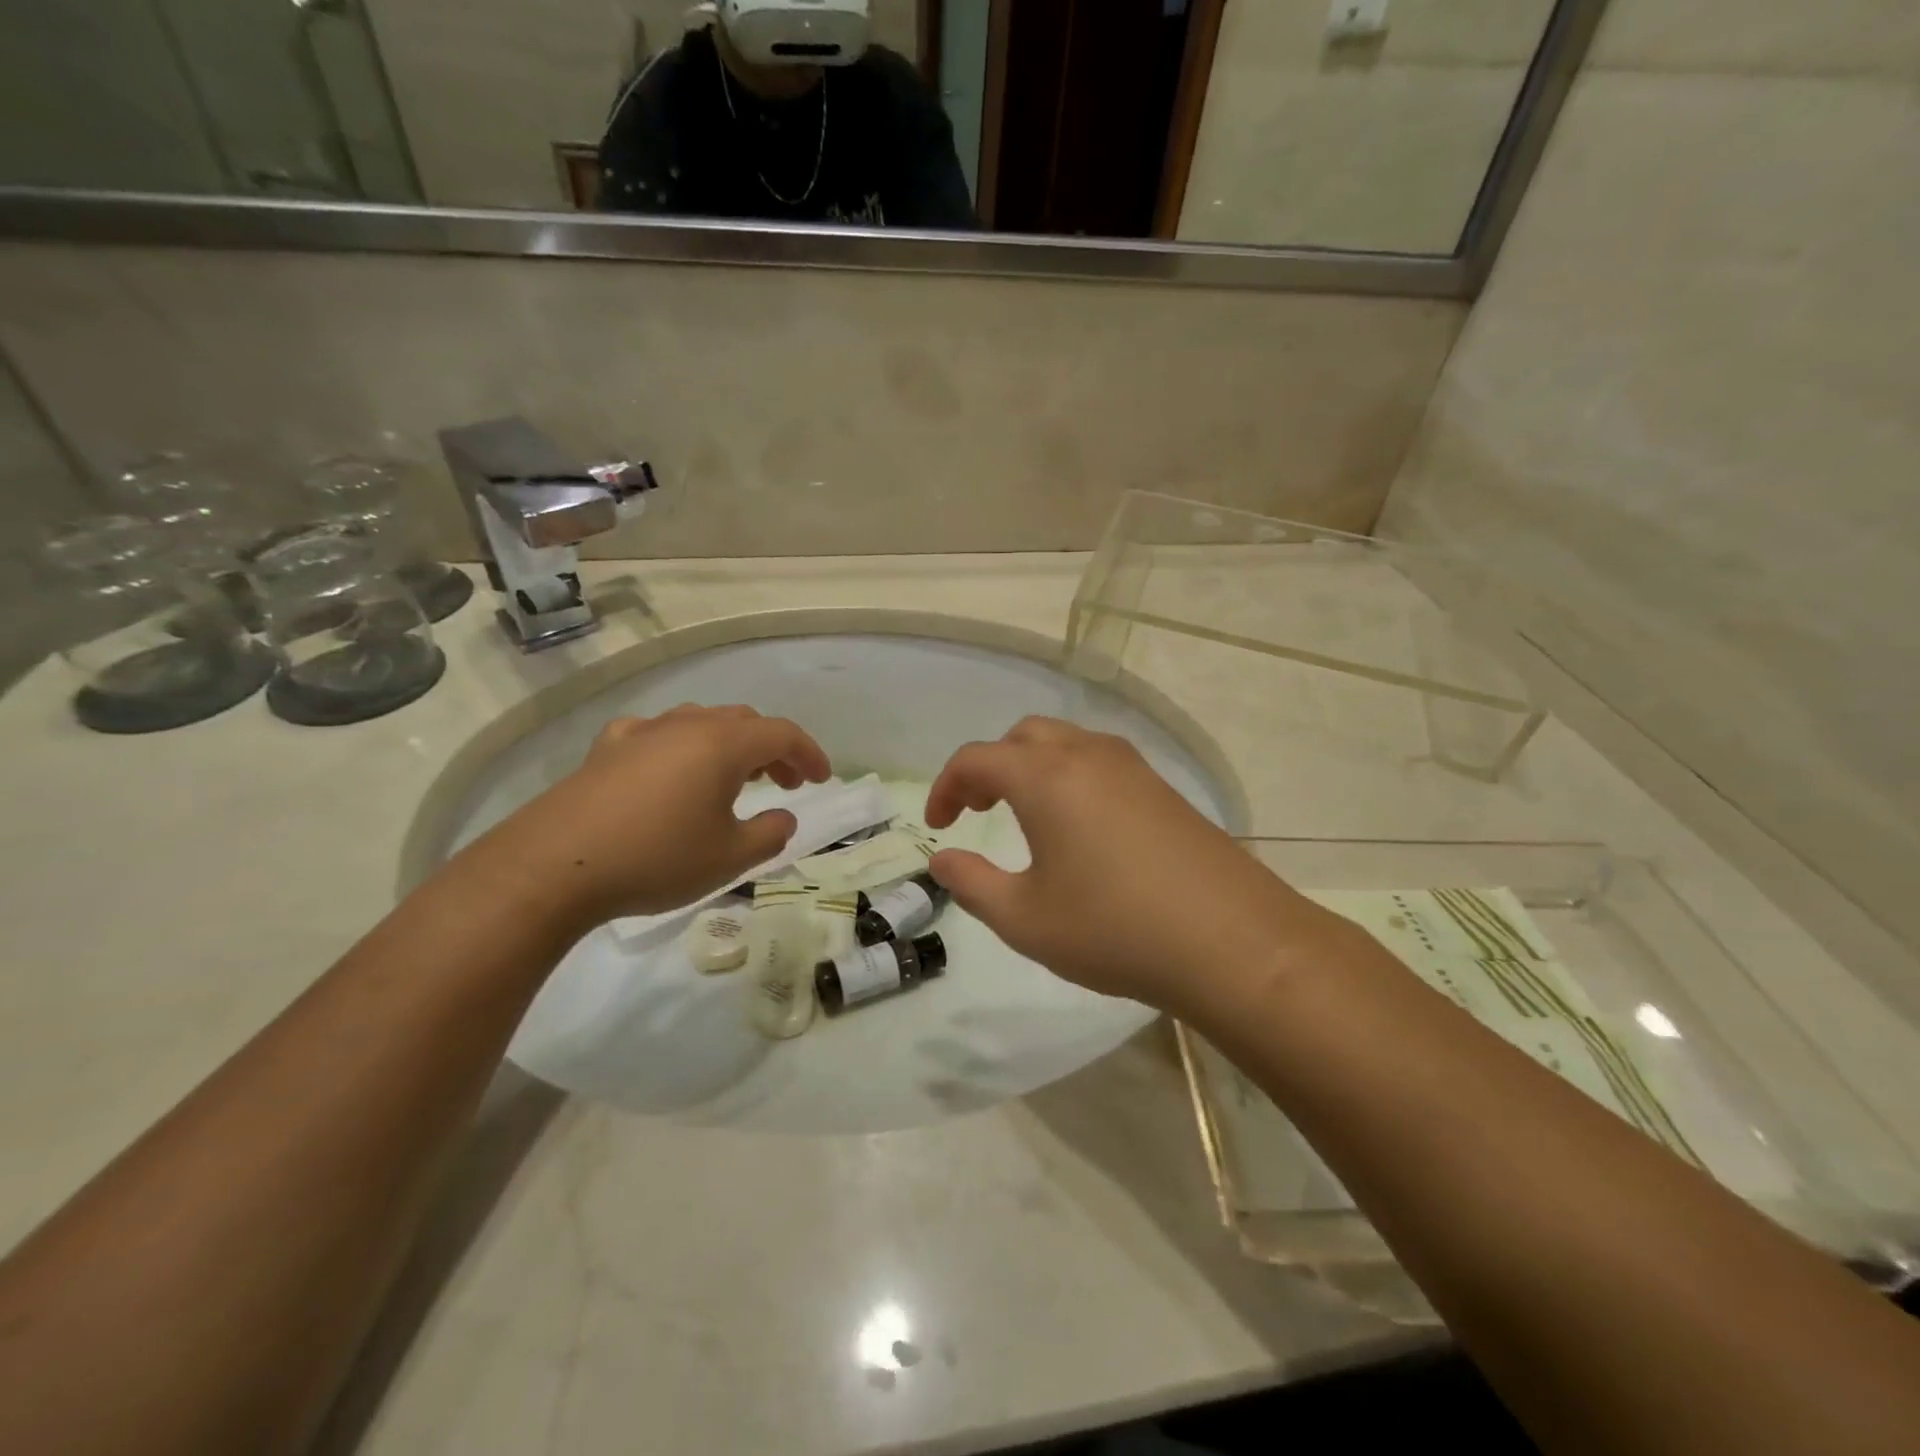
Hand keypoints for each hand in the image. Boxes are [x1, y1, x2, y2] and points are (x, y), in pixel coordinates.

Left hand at [454, 705, 830, 932]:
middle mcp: (686, 726)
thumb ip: (770, 834)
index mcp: (723, 744)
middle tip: (784, 783)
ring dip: (730, 745)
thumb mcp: (730, 858)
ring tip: (736, 778)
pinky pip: (657, 735)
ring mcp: (642, 733)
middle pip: (744, 722)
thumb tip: (783, 816)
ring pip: (701, 722)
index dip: (809, 754)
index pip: (782, 734)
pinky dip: (681, 747)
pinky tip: (671, 770)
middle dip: (773, 750)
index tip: (822, 780)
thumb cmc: (656, 859)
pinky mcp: (606, 749)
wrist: (554, 867)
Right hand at [924, 718, 1344, 1012]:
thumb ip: (972, 884)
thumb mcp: (1025, 919)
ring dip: (1032, 767)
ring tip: (1026, 816)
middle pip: (1022, 737)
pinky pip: (1100, 762)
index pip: (976, 759)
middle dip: (990, 767)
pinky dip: (1070, 776)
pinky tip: (1081, 827)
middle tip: (978, 811)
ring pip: (1065, 743)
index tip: (938, 825)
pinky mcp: (1163, 788)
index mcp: (1045, 777)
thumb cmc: (1114, 929)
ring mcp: (1132, 767)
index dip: (946, 787)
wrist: (1232, 942)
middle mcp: (1087, 755)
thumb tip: (942, 858)